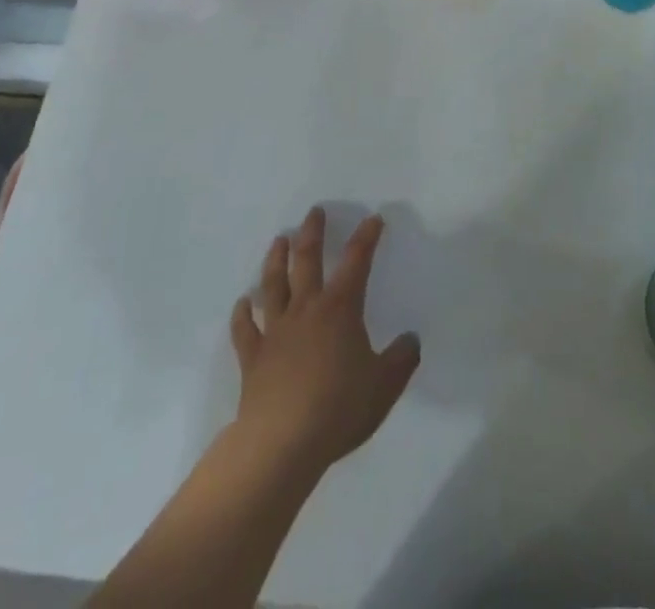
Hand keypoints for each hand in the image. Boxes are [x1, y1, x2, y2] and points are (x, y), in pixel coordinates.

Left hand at [229, 207, 419, 474]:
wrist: (282, 443)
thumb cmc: (338, 408)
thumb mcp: (384, 386)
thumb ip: (401, 360)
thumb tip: (412, 339)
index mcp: (340, 309)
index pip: (357, 262)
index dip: (366, 238)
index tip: (373, 219)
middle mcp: (306, 309)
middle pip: (307, 260)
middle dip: (313, 233)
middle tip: (314, 212)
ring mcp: (276, 330)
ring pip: (274, 284)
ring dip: (276, 259)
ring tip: (279, 239)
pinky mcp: (253, 357)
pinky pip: (245, 329)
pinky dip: (243, 314)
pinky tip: (243, 303)